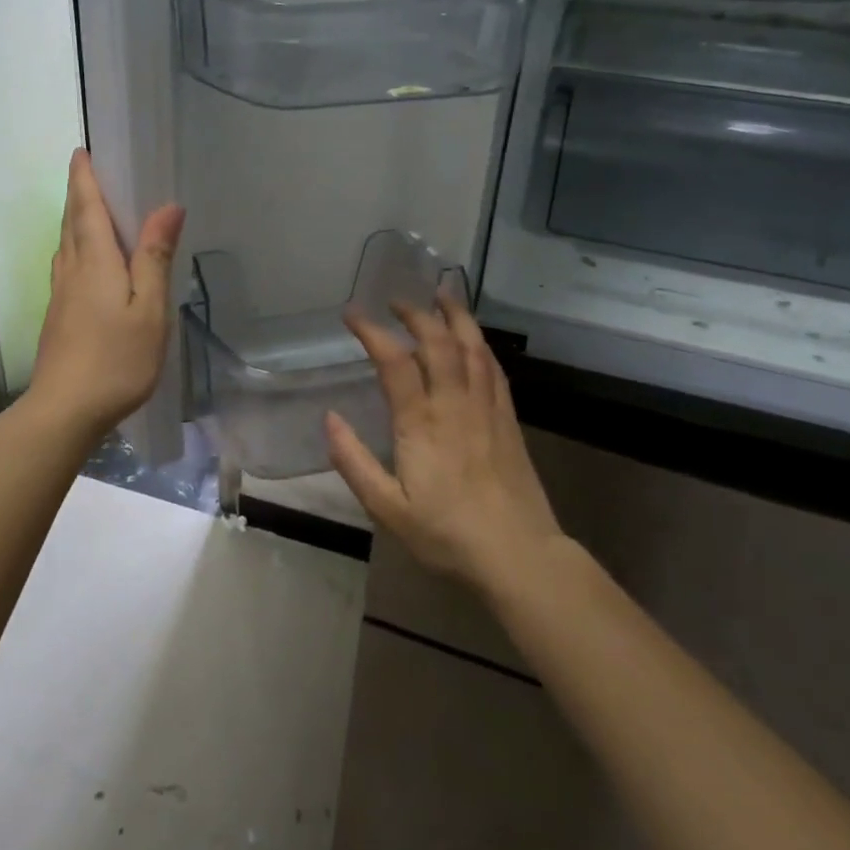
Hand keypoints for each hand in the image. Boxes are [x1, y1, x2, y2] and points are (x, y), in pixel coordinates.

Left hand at [28, 150, 185, 432]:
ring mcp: (61, 295)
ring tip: (92, 210)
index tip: (82, 151)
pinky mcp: (58, 317)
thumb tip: (168, 206)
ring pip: (66, 245)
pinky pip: (68, 266)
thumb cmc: (115, 358)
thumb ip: (155, 256)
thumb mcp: (149, 308)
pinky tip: (89, 263)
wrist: (65, 410)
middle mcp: (72, 270)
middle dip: (79, 194)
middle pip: (72, 222)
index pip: (86, 207)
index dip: (84, 178)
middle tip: (90, 172)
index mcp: (95, 261)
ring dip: (76, 220)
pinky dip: (77, 248)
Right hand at [326, 296, 564, 597]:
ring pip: (472, 347)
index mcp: (420, 422)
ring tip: (442, 295)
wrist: (519, 555)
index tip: (352, 314)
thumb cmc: (447, 535)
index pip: (394, 361)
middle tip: (396, 300)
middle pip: (437, 342)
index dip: (372, 331)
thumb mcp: (388, 508)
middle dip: (415, 314)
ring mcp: (486, 408)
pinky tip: (474, 339)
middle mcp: (454, 404)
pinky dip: (480, 344)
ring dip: (455, 316)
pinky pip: (494, 369)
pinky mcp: (508, 419)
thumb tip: (330, 419)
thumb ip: (354, 462)